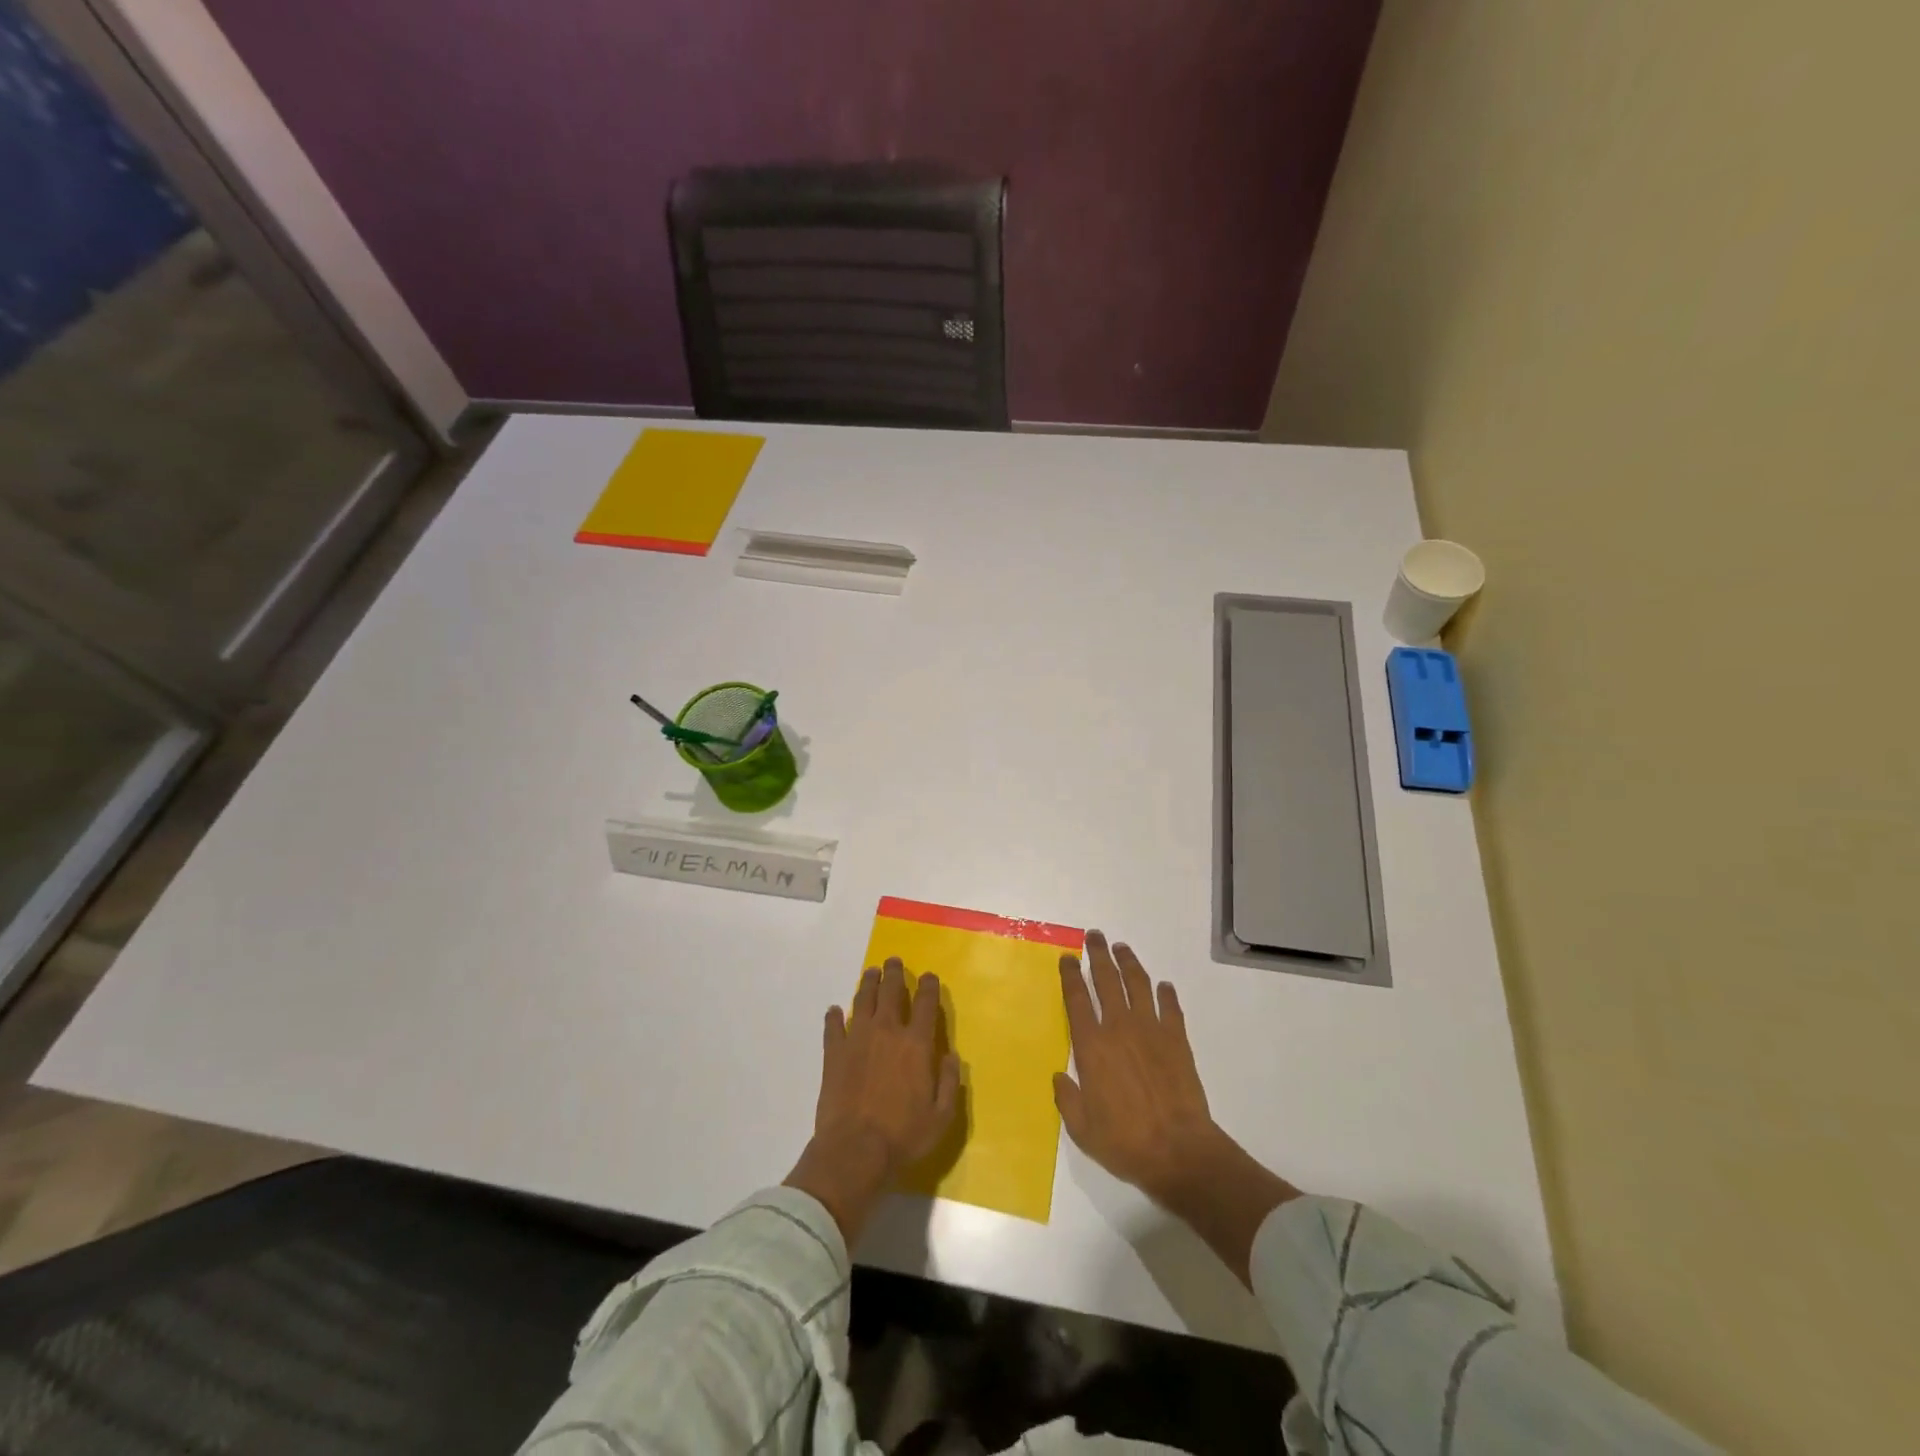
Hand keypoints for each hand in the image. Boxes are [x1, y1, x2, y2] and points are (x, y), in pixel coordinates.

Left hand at [785, 958, 959, 1242]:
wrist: (854, 1151)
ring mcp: (856, 1038)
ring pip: (862, 999)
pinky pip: (832, 1026)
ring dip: (867, 983)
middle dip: (893, 973)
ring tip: (870, 973)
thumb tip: (951, 1056)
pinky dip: (833, 1016)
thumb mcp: (941, 1117)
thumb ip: (950, 1082)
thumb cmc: (903, 1136)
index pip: (925, 1003)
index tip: (928, 976)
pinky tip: (834, 1011)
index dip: (928, 986)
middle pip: (890, 991)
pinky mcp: (833, 1053)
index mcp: (916, 1044)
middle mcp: (886, 1031)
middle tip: (892, 962)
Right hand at [1055, 931, 1298, 1284]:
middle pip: (1106, 980)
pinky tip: (1163, 986)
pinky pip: (1170, 1007)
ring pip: (1138, 984)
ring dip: (1129, 963)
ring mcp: (1151, 1030)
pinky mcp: (1177, 1040)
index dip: (1070, 975)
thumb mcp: (1082, 1128)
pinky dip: (1166, 993)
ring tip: (1122, 948)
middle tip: (1094, 935)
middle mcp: (1119, 1028)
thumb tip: (1059, 1076)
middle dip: (1098, 954)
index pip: (1077, 999)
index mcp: (1092, 1046)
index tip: (1066, 957)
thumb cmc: (1124, 1142)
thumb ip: (1067, 1098)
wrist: (1178, 1151)